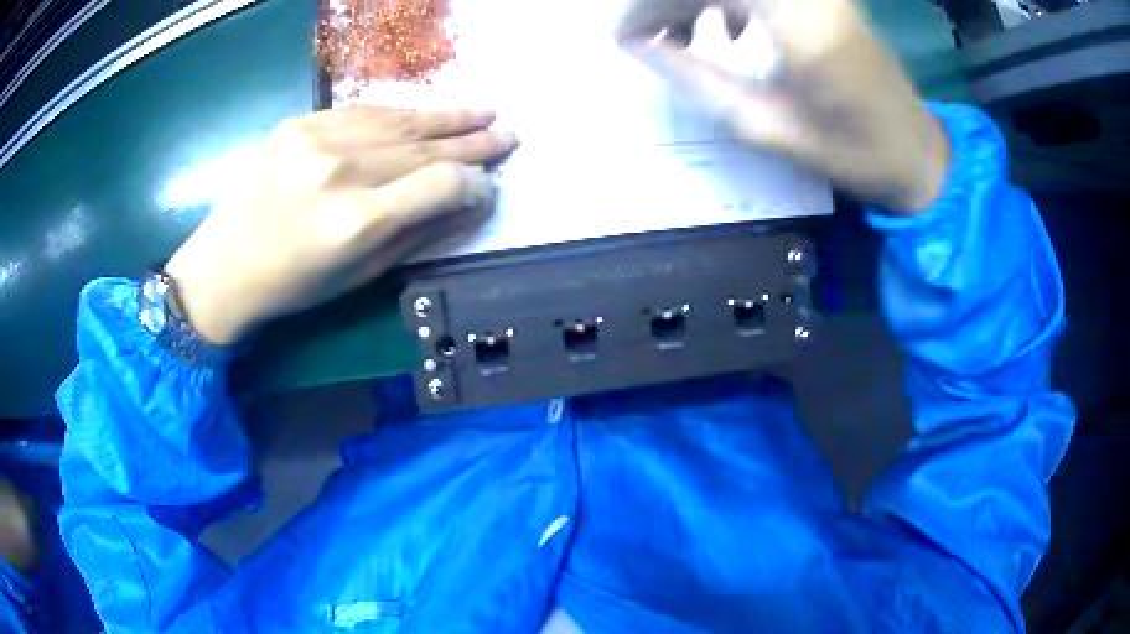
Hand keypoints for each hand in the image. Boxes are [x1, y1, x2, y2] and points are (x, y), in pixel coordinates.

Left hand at [165, 108, 517, 344]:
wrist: (223, 265)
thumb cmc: (293, 286)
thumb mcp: (360, 276)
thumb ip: (417, 233)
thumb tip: (467, 200)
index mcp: (355, 221)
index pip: (441, 185)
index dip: (474, 184)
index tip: (489, 186)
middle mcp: (339, 171)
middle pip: (425, 146)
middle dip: (473, 141)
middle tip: (508, 133)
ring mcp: (315, 139)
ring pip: (399, 119)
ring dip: (446, 116)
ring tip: (481, 110)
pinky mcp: (298, 123)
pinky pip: (363, 112)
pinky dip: (399, 113)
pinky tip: (424, 113)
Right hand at [617, 0, 949, 211]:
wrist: (917, 149)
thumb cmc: (854, 153)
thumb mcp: (769, 129)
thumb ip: (698, 81)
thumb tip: (640, 46)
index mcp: (797, 20)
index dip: (647, 5)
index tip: (624, 39)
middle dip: (664, 1)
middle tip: (647, 38)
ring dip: (693, 0)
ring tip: (683, 39)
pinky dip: (727, 0)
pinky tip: (730, 31)